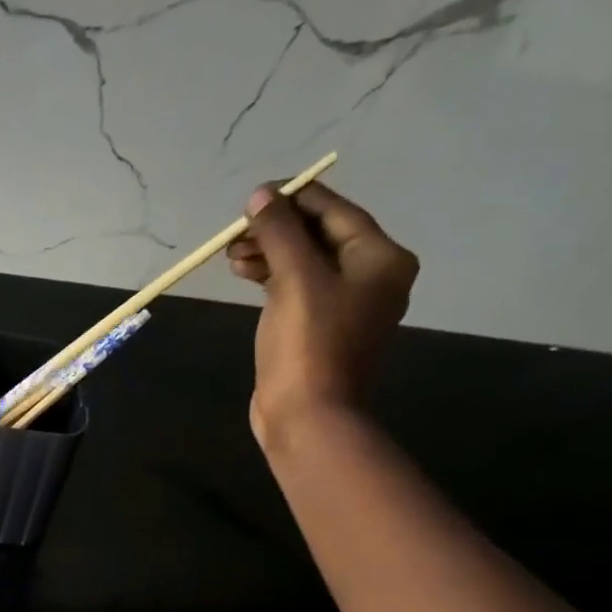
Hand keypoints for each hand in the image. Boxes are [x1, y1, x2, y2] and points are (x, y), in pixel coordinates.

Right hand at [226, 181, 418, 450]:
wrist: (307, 416)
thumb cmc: (308, 345)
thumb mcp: (294, 280)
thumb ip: (279, 232)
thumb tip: (261, 194)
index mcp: (380, 258)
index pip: (334, 211)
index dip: (292, 199)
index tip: (252, 196)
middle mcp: (370, 276)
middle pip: (319, 235)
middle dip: (276, 230)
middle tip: (235, 233)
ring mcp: (345, 304)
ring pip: (304, 262)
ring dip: (268, 252)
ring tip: (232, 255)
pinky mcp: (318, 327)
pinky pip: (296, 287)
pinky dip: (270, 277)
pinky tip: (243, 273)